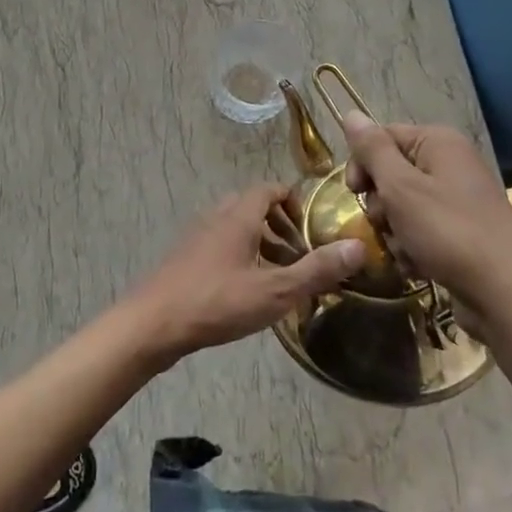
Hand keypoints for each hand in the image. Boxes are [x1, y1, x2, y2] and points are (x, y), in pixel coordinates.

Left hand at [124, 182, 365, 367]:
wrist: (153, 323)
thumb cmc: (217, 301)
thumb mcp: (274, 290)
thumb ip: (316, 269)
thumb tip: (358, 247)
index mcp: (238, 214)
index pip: (270, 189)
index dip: (294, 200)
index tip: (314, 225)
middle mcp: (217, 216)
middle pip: (254, 206)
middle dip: (280, 225)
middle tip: (302, 252)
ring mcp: (198, 236)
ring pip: (237, 227)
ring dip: (261, 242)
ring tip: (280, 274)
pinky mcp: (186, 258)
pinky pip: (222, 244)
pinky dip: (241, 255)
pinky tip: (249, 289)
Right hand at [340, 115, 511, 357]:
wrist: (508, 297)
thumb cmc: (449, 233)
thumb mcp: (401, 187)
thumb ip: (372, 150)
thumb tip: (351, 113)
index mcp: (439, 142)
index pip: (382, 136)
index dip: (362, 162)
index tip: (354, 193)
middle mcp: (450, 164)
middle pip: (391, 172)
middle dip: (380, 203)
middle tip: (385, 223)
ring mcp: (458, 200)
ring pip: (402, 206)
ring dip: (394, 231)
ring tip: (405, 251)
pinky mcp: (460, 233)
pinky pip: (421, 231)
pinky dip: (413, 248)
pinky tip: (418, 267)